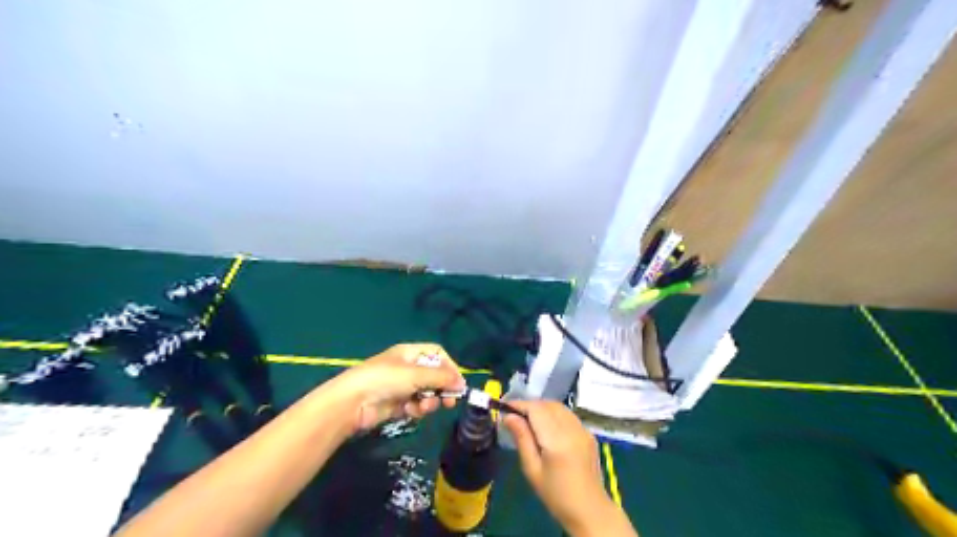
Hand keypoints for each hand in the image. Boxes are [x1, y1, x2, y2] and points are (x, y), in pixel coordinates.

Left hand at [329, 344, 467, 431]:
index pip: (437, 354)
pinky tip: (411, 412)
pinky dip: (417, 409)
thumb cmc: (385, 379)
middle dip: (442, 388)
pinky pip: (415, 405)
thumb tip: (462, 383)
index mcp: (410, 353)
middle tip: (450, 402)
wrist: (353, 402)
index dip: (449, 366)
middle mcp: (407, 368)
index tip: (457, 382)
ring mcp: (402, 386)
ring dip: (430, 401)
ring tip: (425, 407)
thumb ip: (441, 378)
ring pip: (426, 393)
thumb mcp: (416, 374)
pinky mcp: (396, 404)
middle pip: (434, 375)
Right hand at [502, 401, 629, 534]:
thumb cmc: (556, 495)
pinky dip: (554, 414)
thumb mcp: (532, 469)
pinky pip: (568, 415)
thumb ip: (522, 439)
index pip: (536, 409)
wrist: (590, 510)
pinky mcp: (588, 433)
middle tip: (515, 415)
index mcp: (557, 440)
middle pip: (548, 404)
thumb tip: (508, 417)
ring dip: (542, 408)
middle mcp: (572, 429)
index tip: (504, 407)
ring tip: (529, 419)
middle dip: (530, 405)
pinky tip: (547, 427)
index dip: (519, 404)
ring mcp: (583, 429)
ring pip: (559, 407)